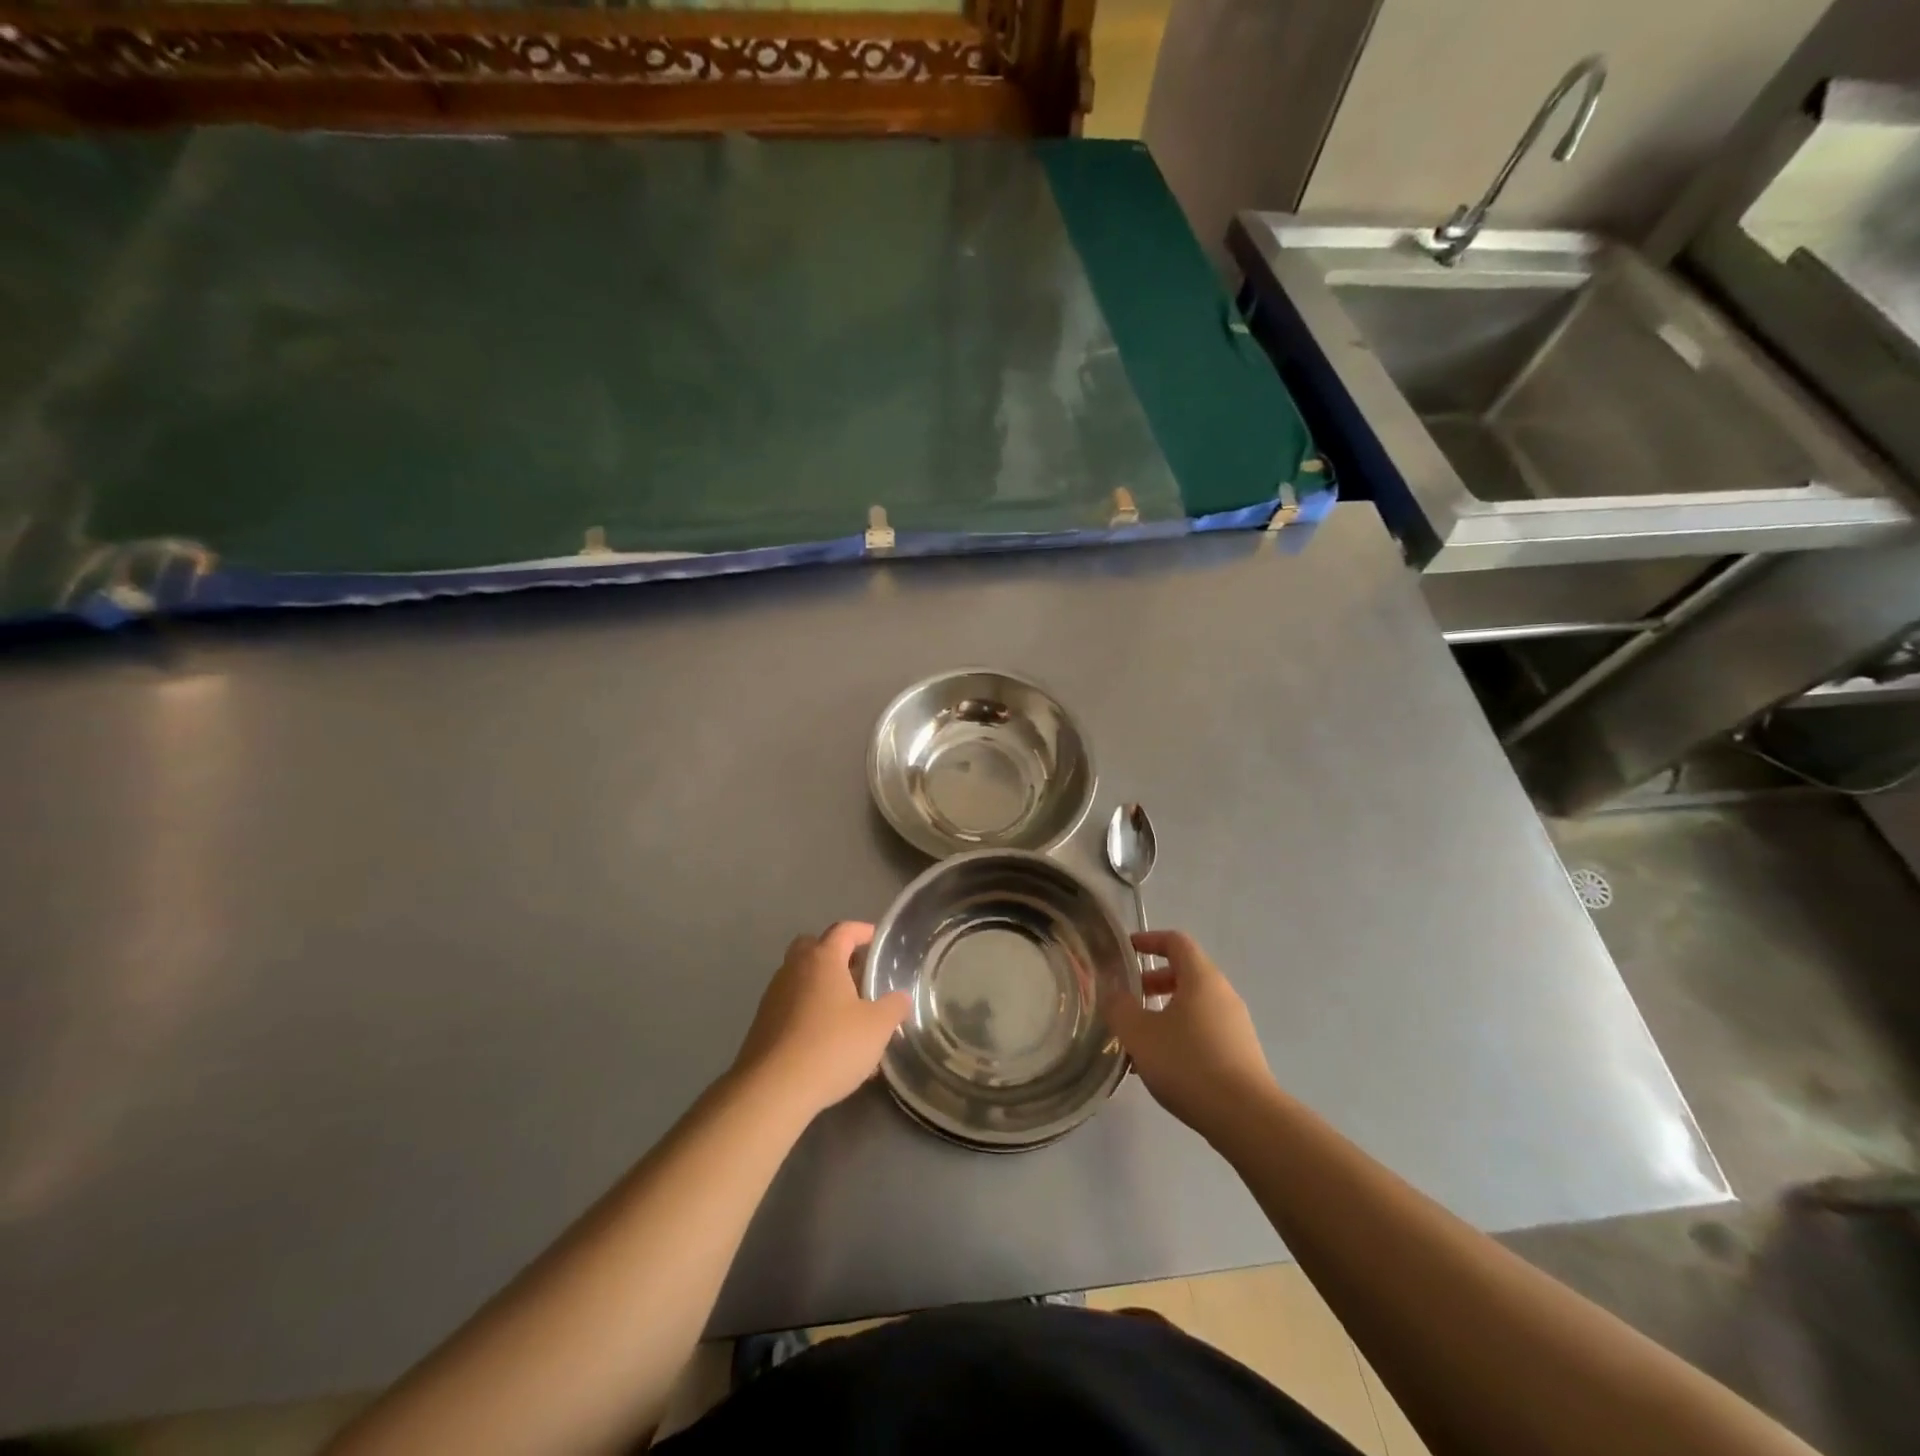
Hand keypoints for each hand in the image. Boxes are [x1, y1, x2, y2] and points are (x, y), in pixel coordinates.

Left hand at [731, 922, 911, 1119]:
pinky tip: (828, 1043)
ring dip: (822, 987)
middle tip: (857, 973)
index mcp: (822, 959)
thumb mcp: (877, 1027)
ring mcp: (773, 996)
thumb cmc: (831, 1046)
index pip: (843, 930)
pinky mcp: (762, 1024)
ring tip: (848, 1014)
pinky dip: (809, 1013)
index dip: (862, 931)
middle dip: (835, 955)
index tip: (877, 940)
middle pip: (813, 947)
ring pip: (801, 978)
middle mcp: (794, 969)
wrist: (772, 1089)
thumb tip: (900, 997)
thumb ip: (893, 1006)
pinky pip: (791, 1006)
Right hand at [1108, 931, 1274, 1140]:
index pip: (1176, 941)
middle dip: (1153, 982)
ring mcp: (1236, 1025)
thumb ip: (1120, 1008)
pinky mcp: (1242, 1054)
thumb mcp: (1139, 1034)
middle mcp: (1223, 994)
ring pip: (1195, 1006)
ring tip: (1140, 1040)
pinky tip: (1163, 1066)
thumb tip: (1115, 995)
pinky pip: (1205, 1030)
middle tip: (1128, 1000)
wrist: (1246, 1118)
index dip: (1149, 940)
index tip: (1127, 950)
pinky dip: (1181, 1035)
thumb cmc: (1188, 1063)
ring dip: (1165, 1012)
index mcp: (1201, 978)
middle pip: (1186, 973)